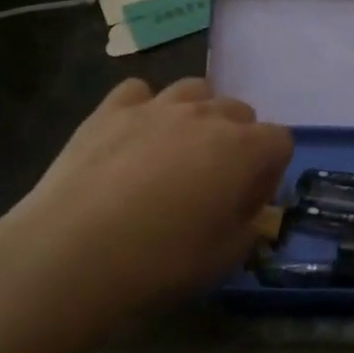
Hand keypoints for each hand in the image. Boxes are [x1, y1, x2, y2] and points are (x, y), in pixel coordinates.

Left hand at [0, 78, 292, 329]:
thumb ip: (249, 227)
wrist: (73, 253)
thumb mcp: (224, 258)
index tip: (247, 204)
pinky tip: (132, 139)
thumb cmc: (161, 261)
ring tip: (176, 152)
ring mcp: (156, 106)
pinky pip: (140, 92)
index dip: (269, 172)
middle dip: (237, 142)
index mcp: (242, 149)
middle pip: (240, 111)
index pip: (280, 141)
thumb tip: (246, 212)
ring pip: (195, 90)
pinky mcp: (110, 109)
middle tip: (212, 183)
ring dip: (197, 116)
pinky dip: (144, 109)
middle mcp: (205, 115)